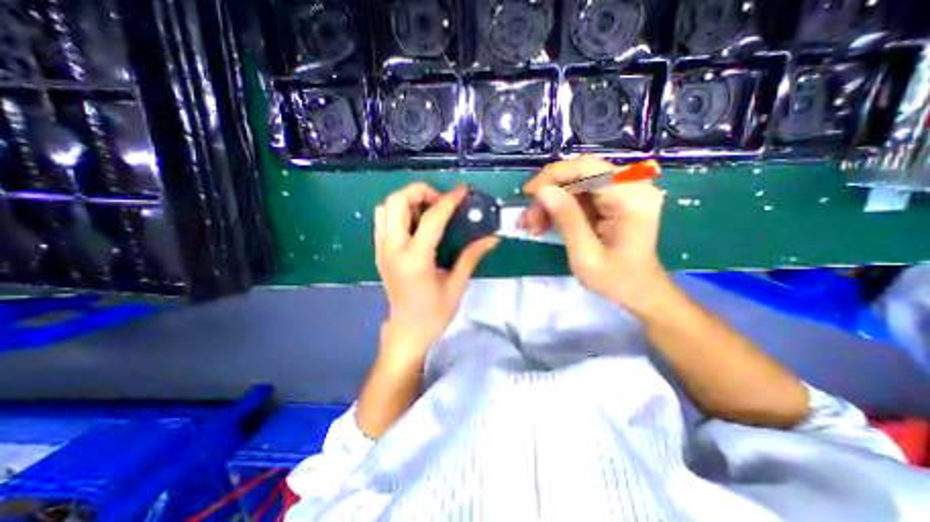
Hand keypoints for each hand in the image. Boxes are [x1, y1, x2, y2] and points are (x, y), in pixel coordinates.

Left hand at [374, 182, 498, 355]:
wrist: (407, 331)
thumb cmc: (434, 313)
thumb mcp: (457, 285)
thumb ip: (472, 256)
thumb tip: (492, 237)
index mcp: (415, 259)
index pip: (432, 218)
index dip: (449, 200)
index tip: (463, 191)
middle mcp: (393, 249)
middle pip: (396, 202)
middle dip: (420, 191)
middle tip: (441, 201)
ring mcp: (381, 250)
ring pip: (385, 207)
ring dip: (407, 200)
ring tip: (428, 209)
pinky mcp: (379, 252)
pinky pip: (383, 220)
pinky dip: (398, 211)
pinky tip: (416, 222)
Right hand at [522, 153, 668, 310]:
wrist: (639, 290)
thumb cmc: (616, 279)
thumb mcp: (585, 255)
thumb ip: (566, 219)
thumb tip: (542, 191)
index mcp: (631, 197)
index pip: (587, 167)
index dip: (553, 176)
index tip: (528, 194)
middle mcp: (631, 186)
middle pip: (578, 174)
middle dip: (548, 195)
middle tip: (528, 219)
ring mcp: (623, 191)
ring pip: (574, 184)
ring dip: (550, 203)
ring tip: (533, 225)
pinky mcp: (614, 199)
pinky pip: (579, 194)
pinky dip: (559, 208)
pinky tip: (545, 223)